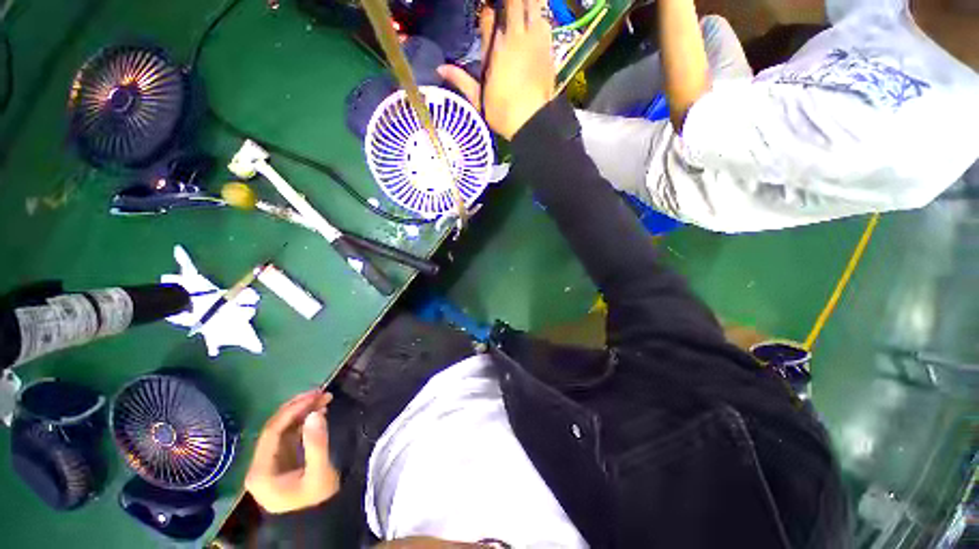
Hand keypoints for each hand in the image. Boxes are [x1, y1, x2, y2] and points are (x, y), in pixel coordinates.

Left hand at [245, 390, 338, 513]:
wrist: (318, 525)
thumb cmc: (316, 502)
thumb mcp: (319, 474)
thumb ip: (316, 444)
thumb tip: (315, 413)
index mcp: (261, 470)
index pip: (273, 431)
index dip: (293, 410)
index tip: (315, 396)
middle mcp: (261, 464)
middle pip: (276, 427)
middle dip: (299, 408)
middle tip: (322, 393)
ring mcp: (272, 463)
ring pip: (284, 429)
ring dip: (304, 413)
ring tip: (325, 399)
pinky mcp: (283, 462)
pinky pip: (291, 436)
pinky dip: (305, 422)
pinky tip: (319, 413)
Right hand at [437, 0, 554, 138]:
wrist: (531, 121)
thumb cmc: (502, 113)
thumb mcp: (478, 99)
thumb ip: (461, 80)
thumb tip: (440, 68)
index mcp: (494, 50)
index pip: (489, 19)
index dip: (488, 14)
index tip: (488, 13)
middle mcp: (514, 39)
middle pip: (513, 4)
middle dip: (510, 2)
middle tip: (508, 7)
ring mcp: (534, 41)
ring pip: (533, 6)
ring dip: (528, 4)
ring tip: (524, 6)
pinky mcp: (548, 49)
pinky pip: (545, 22)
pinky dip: (541, 18)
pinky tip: (538, 20)